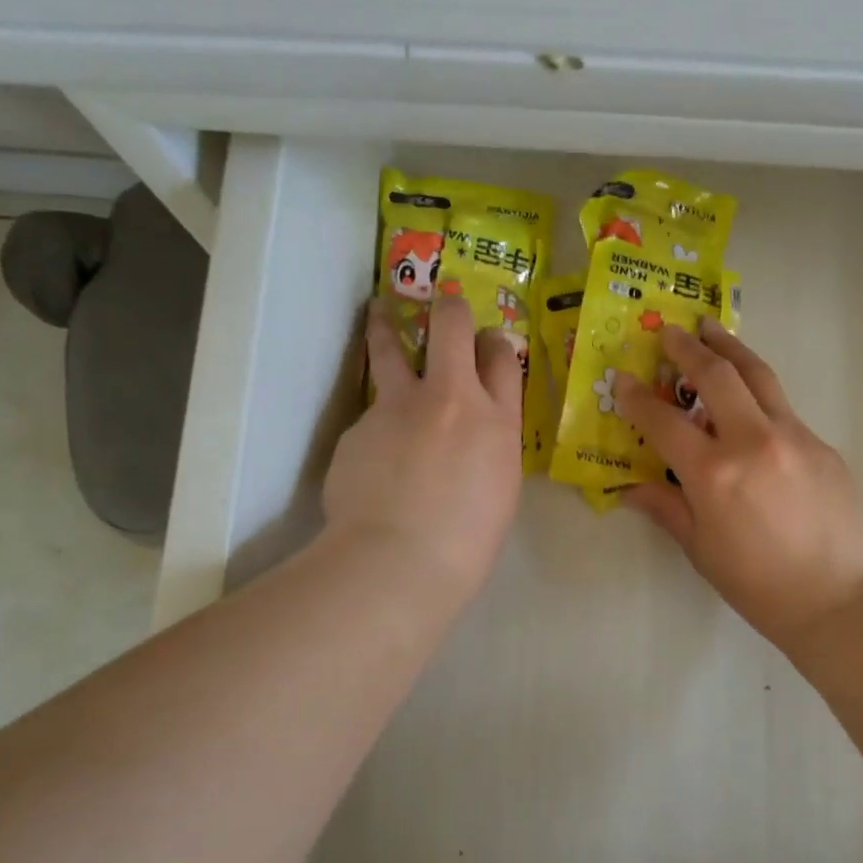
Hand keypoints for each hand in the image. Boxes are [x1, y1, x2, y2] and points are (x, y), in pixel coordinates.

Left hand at [323, 296, 523, 599]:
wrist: (400, 558)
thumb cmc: (467, 540)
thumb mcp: (500, 488)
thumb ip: (490, 446)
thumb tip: (474, 431)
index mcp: (497, 421)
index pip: (502, 357)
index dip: (495, 342)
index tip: (487, 342)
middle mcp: (451, 397)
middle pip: (453, 327)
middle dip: (449, 309)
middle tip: (442, 304)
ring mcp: (400, 405)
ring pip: (392, 346)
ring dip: (386, 324)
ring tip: (378, 311)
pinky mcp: (360, 424)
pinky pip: (370, 412)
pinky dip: (374, 423)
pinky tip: (371, 457)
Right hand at [615, 319, 862, 654]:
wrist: (840, 602)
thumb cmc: (758, 585)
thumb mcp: (701, 550)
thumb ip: (666, 509)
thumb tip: (631, 489)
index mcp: (714, 473)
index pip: (664, 421)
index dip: (637, 398)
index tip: (623, 380)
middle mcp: (754, 441)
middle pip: (717, 376)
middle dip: (689, 348)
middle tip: (671, 332)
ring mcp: (795, 437)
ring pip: (759, 376)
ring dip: (731, 348)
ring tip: (713, 329)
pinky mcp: (823, 445)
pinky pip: (784, 410)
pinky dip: (759, 396)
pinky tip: (750, 408)